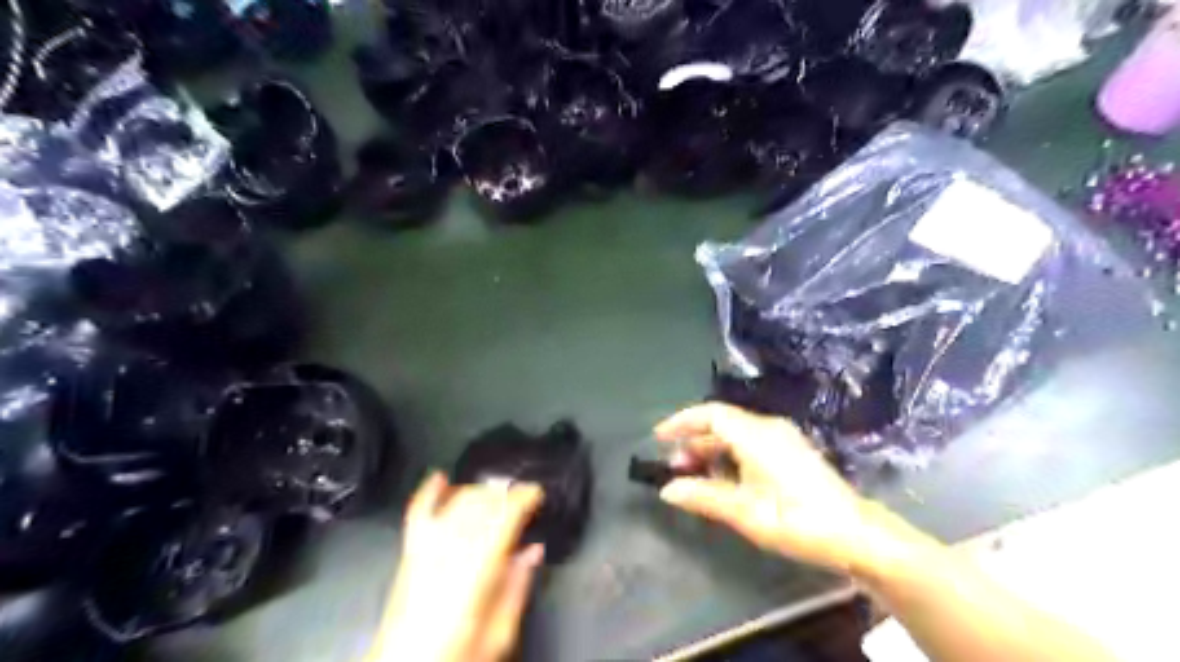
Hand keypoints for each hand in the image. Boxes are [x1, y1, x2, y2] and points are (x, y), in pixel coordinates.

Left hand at [370, 471, 545, 661]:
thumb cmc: (455, 656)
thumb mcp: (499, 633)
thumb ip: (517, 587)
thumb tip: (533, 551)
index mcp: (476, 570)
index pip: (503, 516)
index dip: (523, 497)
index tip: (537, 492)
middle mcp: (450, 551)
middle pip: (481, 503)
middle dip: (505, 491)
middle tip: (523, 493)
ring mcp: (426, 548)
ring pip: (456, 502)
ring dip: (479, 490)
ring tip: (497, 490)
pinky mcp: (410, 553)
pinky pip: (419, 512)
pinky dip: (430, 492)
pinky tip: (440, 477)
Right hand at [661, 401, 880, 571]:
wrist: (857, 535)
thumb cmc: (797, 520)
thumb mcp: (745, 512)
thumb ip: (703, 496)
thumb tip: (667, 490)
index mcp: (756, 434)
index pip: (710, 413)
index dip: (681, 421)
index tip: (658, 436)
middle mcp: (769, 428)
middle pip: (722, 424)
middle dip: (694, 441)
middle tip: (675, 468)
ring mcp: (783, 439)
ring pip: (736, 435)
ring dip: (711, 451)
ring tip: (695, 477)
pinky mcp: (792, 453)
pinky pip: (751, 444)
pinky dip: (730, 456)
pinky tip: (725, 481)